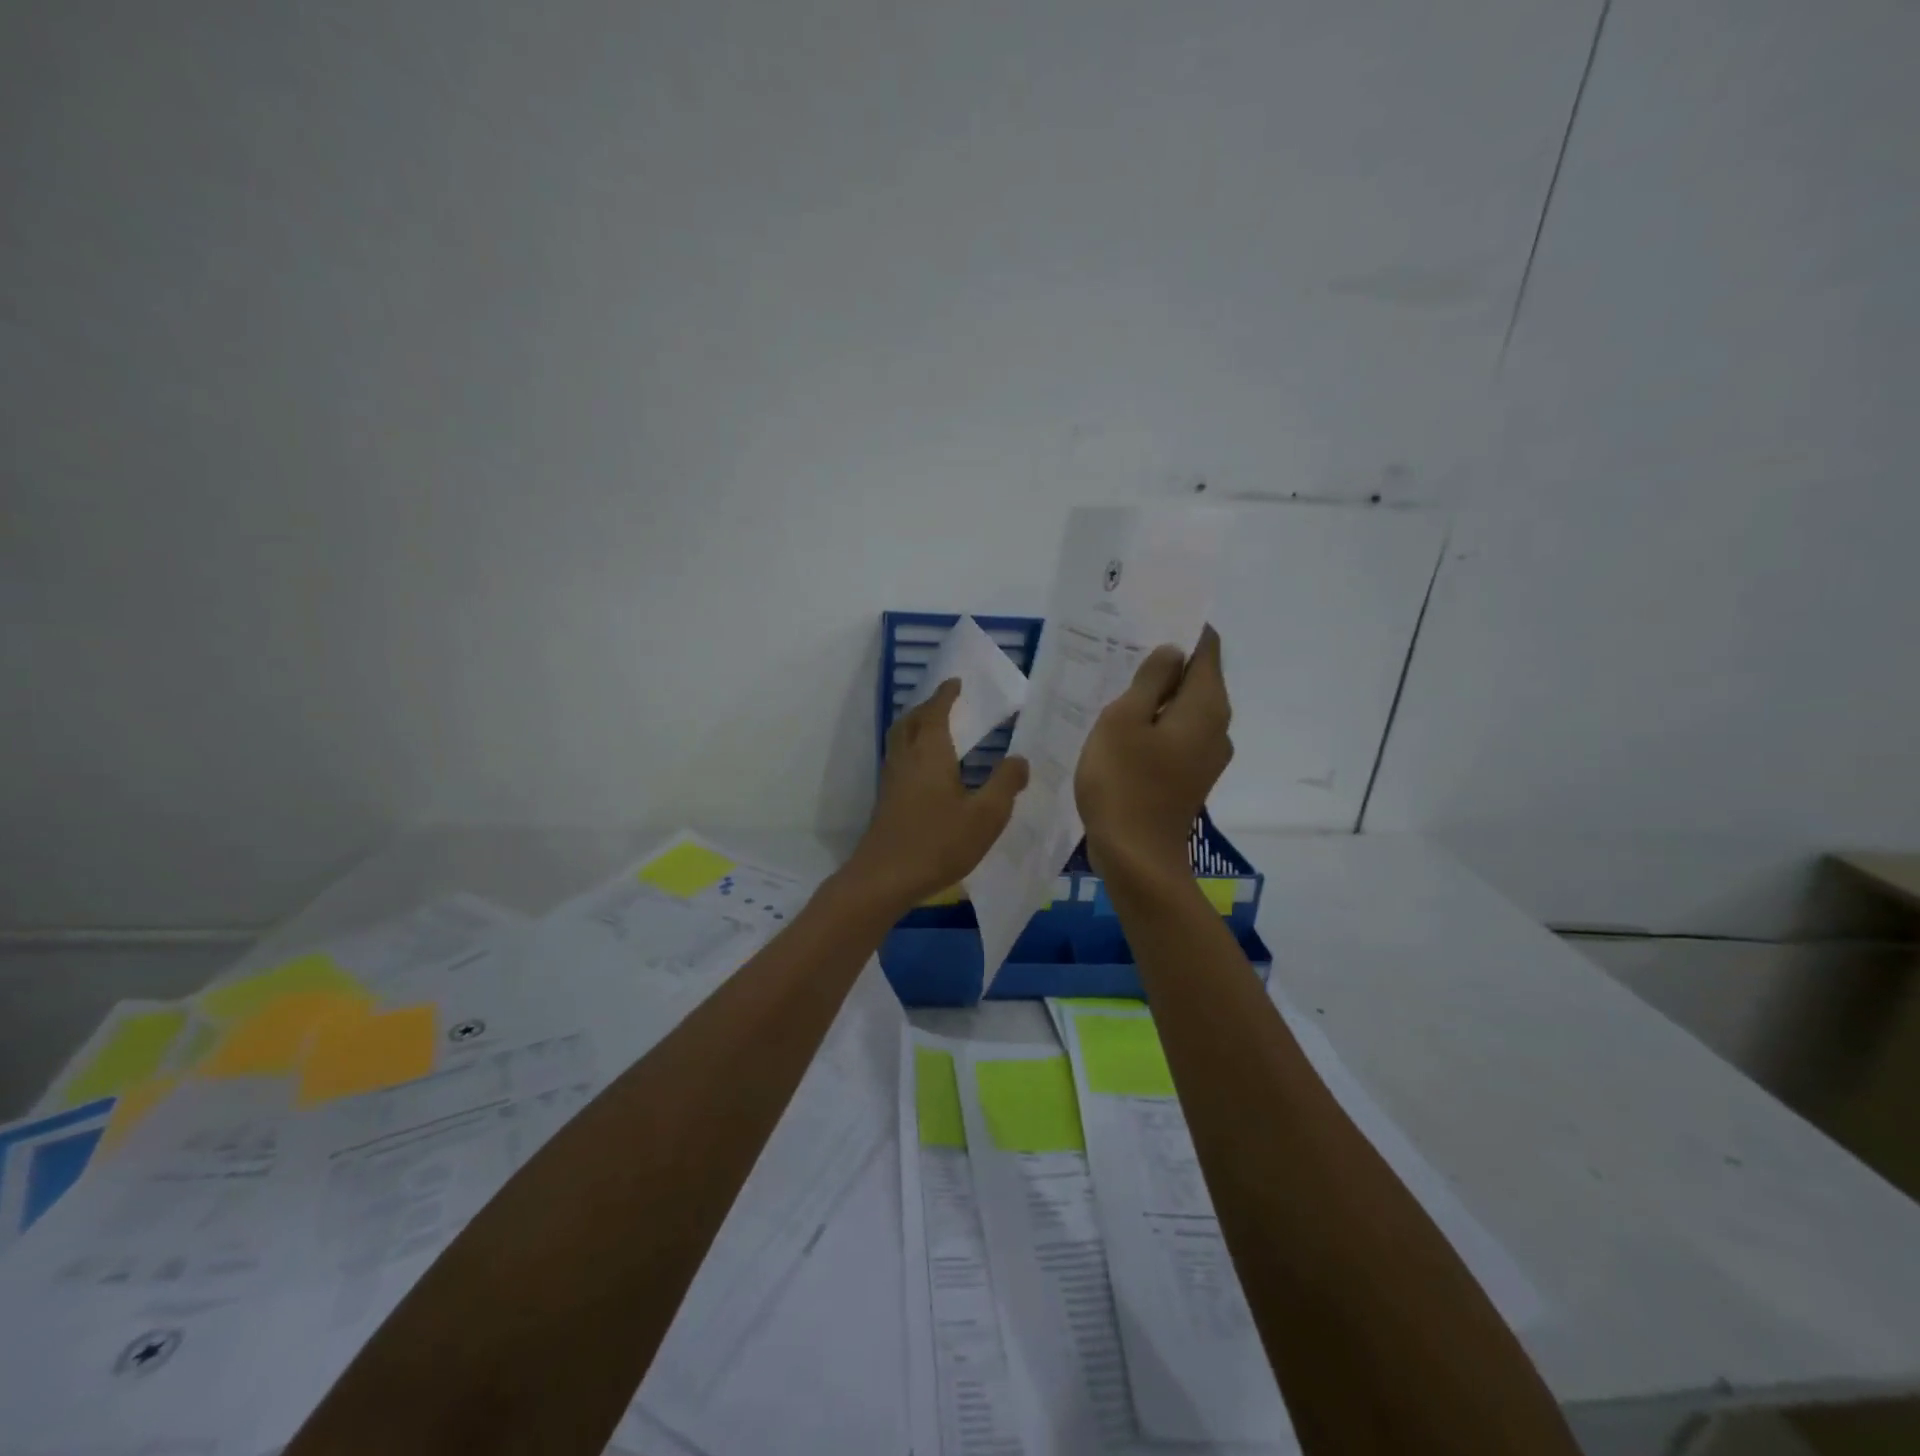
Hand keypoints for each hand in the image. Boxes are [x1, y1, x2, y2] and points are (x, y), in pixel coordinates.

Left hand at [846, 680, 1030, 910]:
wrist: (885, 877)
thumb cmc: (939, 842)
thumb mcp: (986, 816)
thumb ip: (1005, 784)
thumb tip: (1020, 758)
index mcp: (930, 753)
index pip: (936, 712)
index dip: (946, 695)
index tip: (955, 682)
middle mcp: (906, 758)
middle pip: (911, 721)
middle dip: (927, 707)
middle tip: (944, 702)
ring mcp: (891, 779)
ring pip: (899, 740)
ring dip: (915, 726)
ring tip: (934, 729)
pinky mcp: (885, 800)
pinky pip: (897, 759)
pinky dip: (910, 749)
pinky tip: (924, 769)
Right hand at [1076, 625, 1232, 879]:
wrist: (1136, 857)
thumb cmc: (1125, 782)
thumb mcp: (1124, 720)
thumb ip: (1150, 680)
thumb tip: (1171, 651)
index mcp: (1206, 706)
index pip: (1207, 648)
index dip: (1182, 628)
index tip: (1148, 618)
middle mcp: (1217, 727)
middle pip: (1197, 678)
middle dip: (1165, 661)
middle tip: (1123, 648)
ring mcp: (1206, 756)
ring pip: (1184, 709)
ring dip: (1156, 694)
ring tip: (1117, 683)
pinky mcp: (1190, 777)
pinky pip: (1176, 735)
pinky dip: (1155, 723)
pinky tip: (1123, 725)